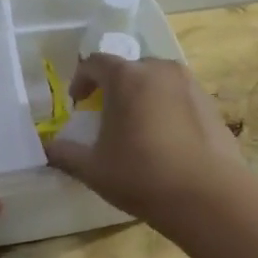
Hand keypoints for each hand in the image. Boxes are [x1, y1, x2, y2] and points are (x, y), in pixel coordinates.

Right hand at [42, 56, 244, 226]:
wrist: (207, 195)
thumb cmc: (141, 175)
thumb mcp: (92, 169)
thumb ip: (64, 154)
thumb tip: (47, 148)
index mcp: (126, 77)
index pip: (95, 63)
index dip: (81, 80)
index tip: (77, 103)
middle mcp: (160, 70)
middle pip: (129, 69)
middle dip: (113, 88)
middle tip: (106, 116)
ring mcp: (190, 85)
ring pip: (157, 81)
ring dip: (142, 97)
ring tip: (137, 128)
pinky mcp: (211, 105)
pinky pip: (180, 98)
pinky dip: (167, 109)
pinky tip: (166, 141)